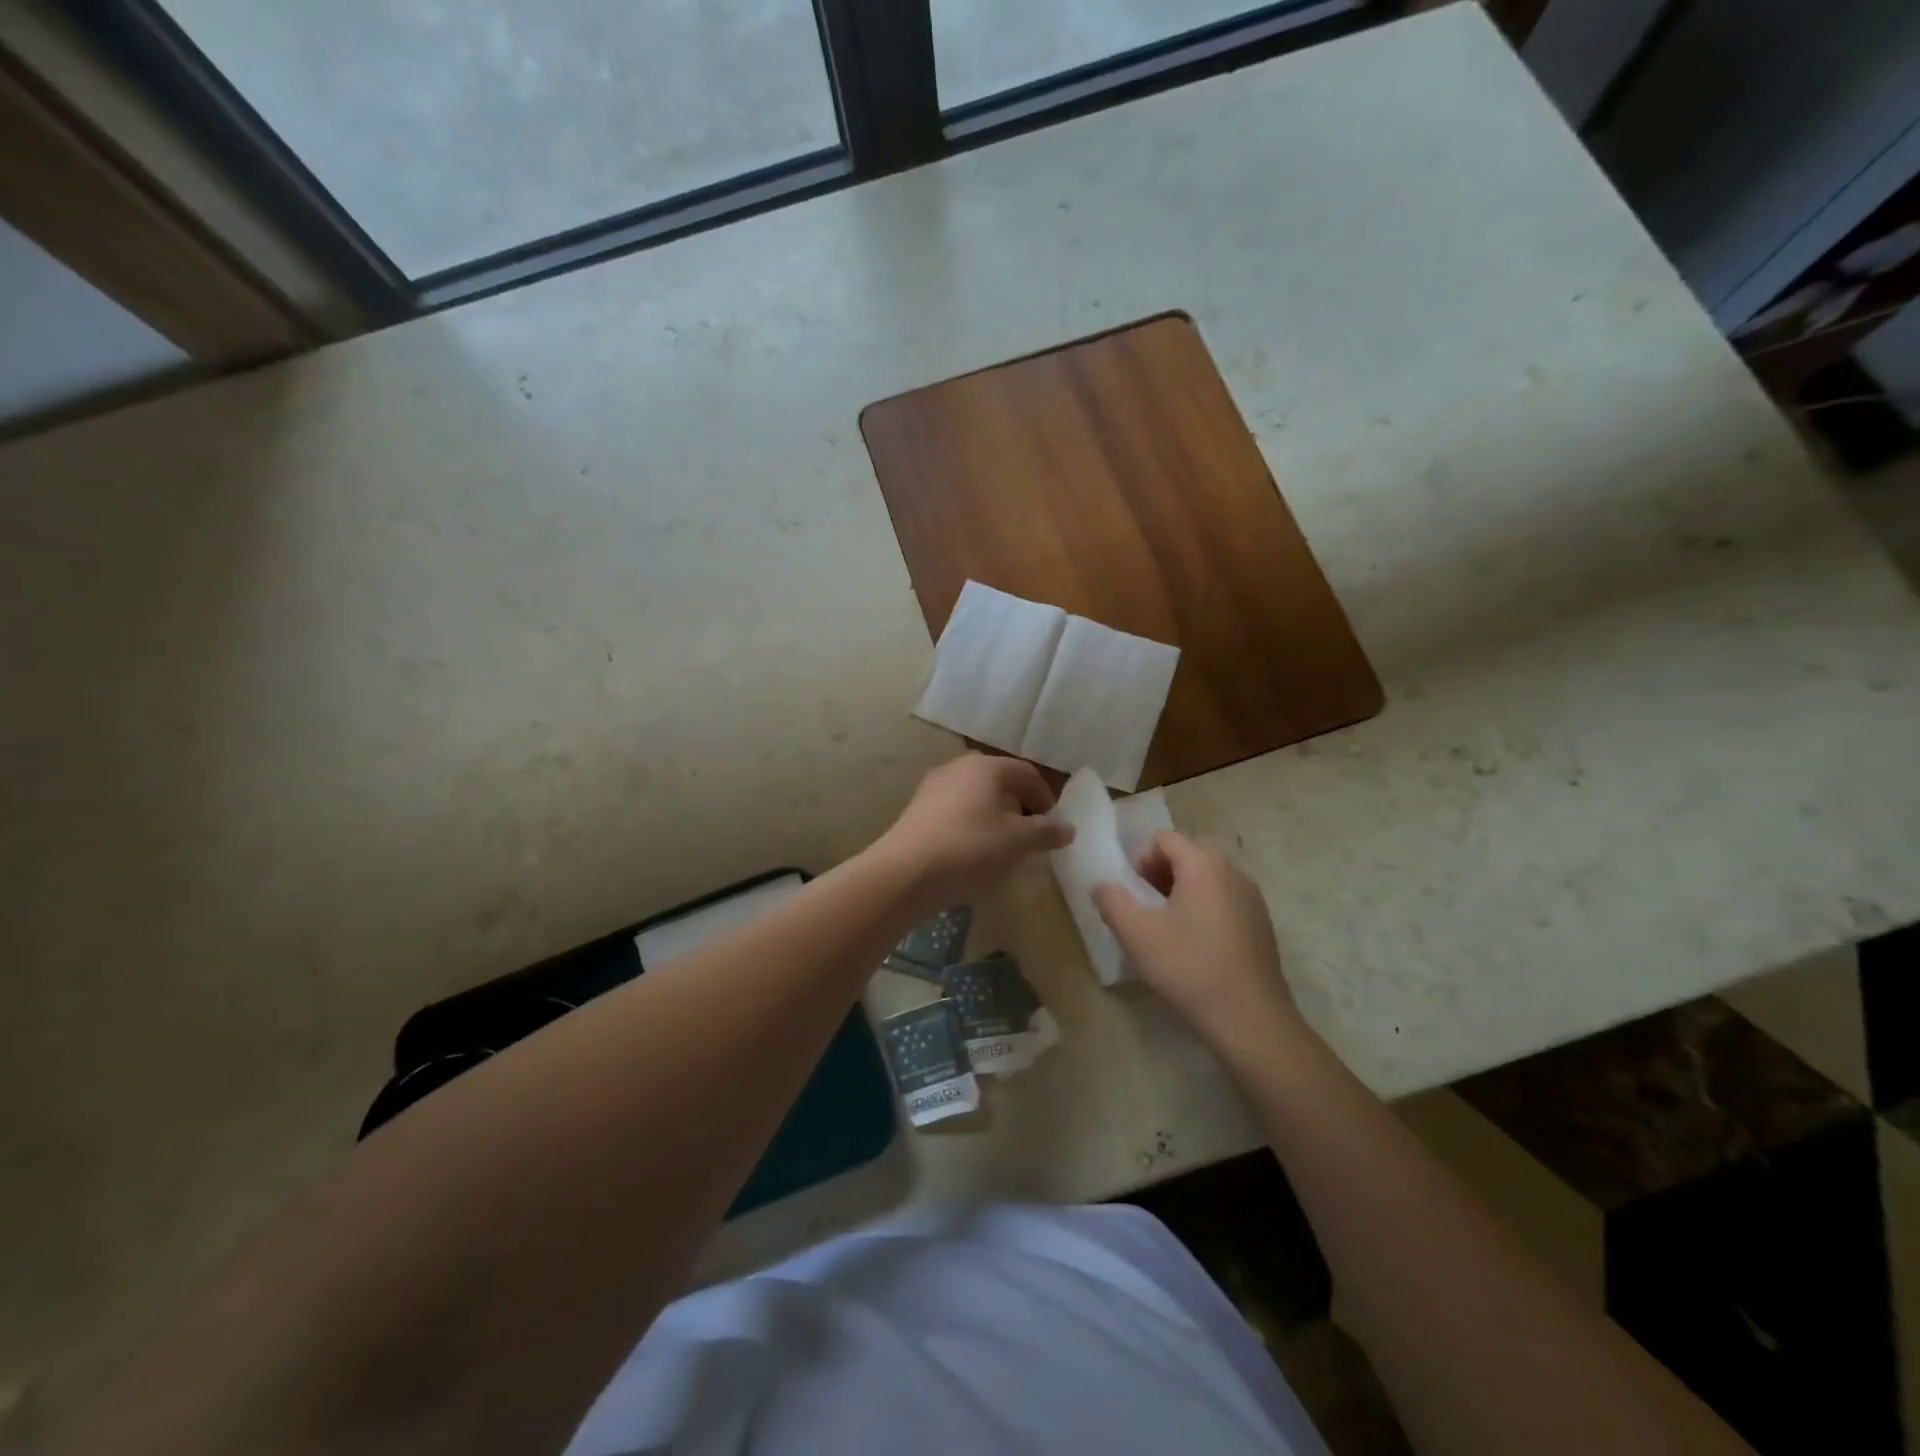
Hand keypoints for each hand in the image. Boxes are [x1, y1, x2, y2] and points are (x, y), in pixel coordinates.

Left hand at [872, 755, 1072, 911]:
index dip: (1045, 798)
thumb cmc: (969, 849)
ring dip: (995, 816)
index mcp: (986, 766)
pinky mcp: (917, 809)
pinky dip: (971, 824)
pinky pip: (955, 810)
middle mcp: (958, 767)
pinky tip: (972, 852)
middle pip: (1000, 781)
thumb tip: (1067, 827)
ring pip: (976, 796)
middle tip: (1030, 835)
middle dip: (1019, 806)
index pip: (1026, 773)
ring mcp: (933, 786)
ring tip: (1002, 847)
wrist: (904, 872)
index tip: (1053, 827)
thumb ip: (1046, 832)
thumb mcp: (1017, 843)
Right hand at [1092, 832, 1304, 1056]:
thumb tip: (1102, 884)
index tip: (1132, 893)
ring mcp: (1252, 898)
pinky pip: (1224, 900)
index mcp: (1204, 865)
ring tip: (1166, 929)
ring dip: (1181, 892)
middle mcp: (1233, 872)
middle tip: (1145, 909)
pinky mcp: (1262, 925)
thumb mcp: (1136, 933)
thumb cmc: (1189, 968)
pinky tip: (1195, 947)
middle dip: (1159, 874)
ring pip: (1207, 879)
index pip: (1164, 839)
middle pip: (1187, 855)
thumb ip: (1111, 900)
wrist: (1250, 1020)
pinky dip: (1204, 910)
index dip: (1140, 859)